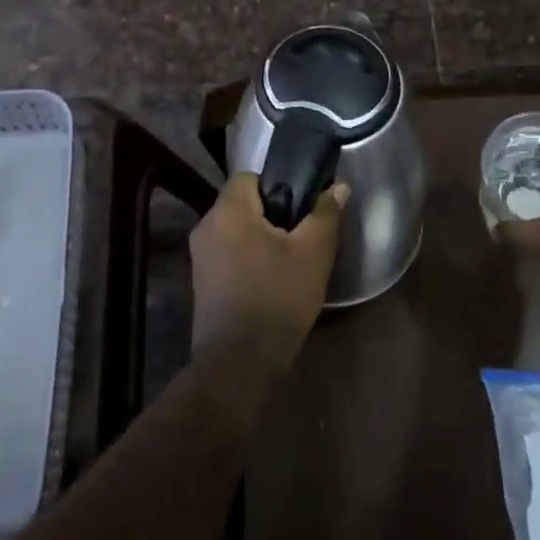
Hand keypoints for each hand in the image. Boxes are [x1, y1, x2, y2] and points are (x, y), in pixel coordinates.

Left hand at [190, 172, 348, 371]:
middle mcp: (206, 226)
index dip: (280, 185)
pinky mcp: (202, 282)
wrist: (239, 362)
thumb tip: (339, 186)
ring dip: (263, 239)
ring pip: (238, 231)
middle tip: (303, 236)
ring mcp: (200, 256)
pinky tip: (273, 281)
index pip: (250, 176)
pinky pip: (230, 254)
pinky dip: (250, 259)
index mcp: (227, 210)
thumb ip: (325, 214)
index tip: (303, 207)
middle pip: (244, 204)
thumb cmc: (277, 298)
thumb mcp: (313, 254)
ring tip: (292, 260)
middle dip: (274, 214)